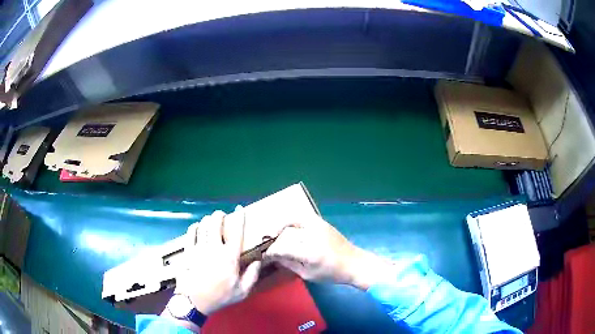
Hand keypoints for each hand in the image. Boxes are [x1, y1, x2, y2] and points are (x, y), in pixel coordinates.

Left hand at [173, 207, 260, 314]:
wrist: (194, 301)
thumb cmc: (220, 296)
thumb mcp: (242, 291)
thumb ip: (252, 275)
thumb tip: (258, 261)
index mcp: (230, 257)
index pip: (236, 232)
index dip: (239, 218)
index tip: (239, 209)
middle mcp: (214, 248)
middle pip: (216, 223)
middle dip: (219, 215)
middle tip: (221, 214)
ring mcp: (199, 248)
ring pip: (203, 226)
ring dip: (208, 220)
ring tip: (210, 220)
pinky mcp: (188, 251)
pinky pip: (191, 233)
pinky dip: (195, 227)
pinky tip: (197, 227)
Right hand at [263, 214, 393, 289]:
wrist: (354, 263)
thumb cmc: (331, 274)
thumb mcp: (308, 274)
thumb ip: (289, 264)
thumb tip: (274, 257)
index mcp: (310, 253)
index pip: (283, 248)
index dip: (271, 251)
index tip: (265, 255)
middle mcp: (313, 236)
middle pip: (286, 234)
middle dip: (275, 241)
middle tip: (270, 248)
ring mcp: (318, 226)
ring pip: (292, 221)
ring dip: (280, 227)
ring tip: (275, 235)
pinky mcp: (322, 222)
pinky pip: (302, 217)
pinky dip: (291, 221)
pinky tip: (288, 228)